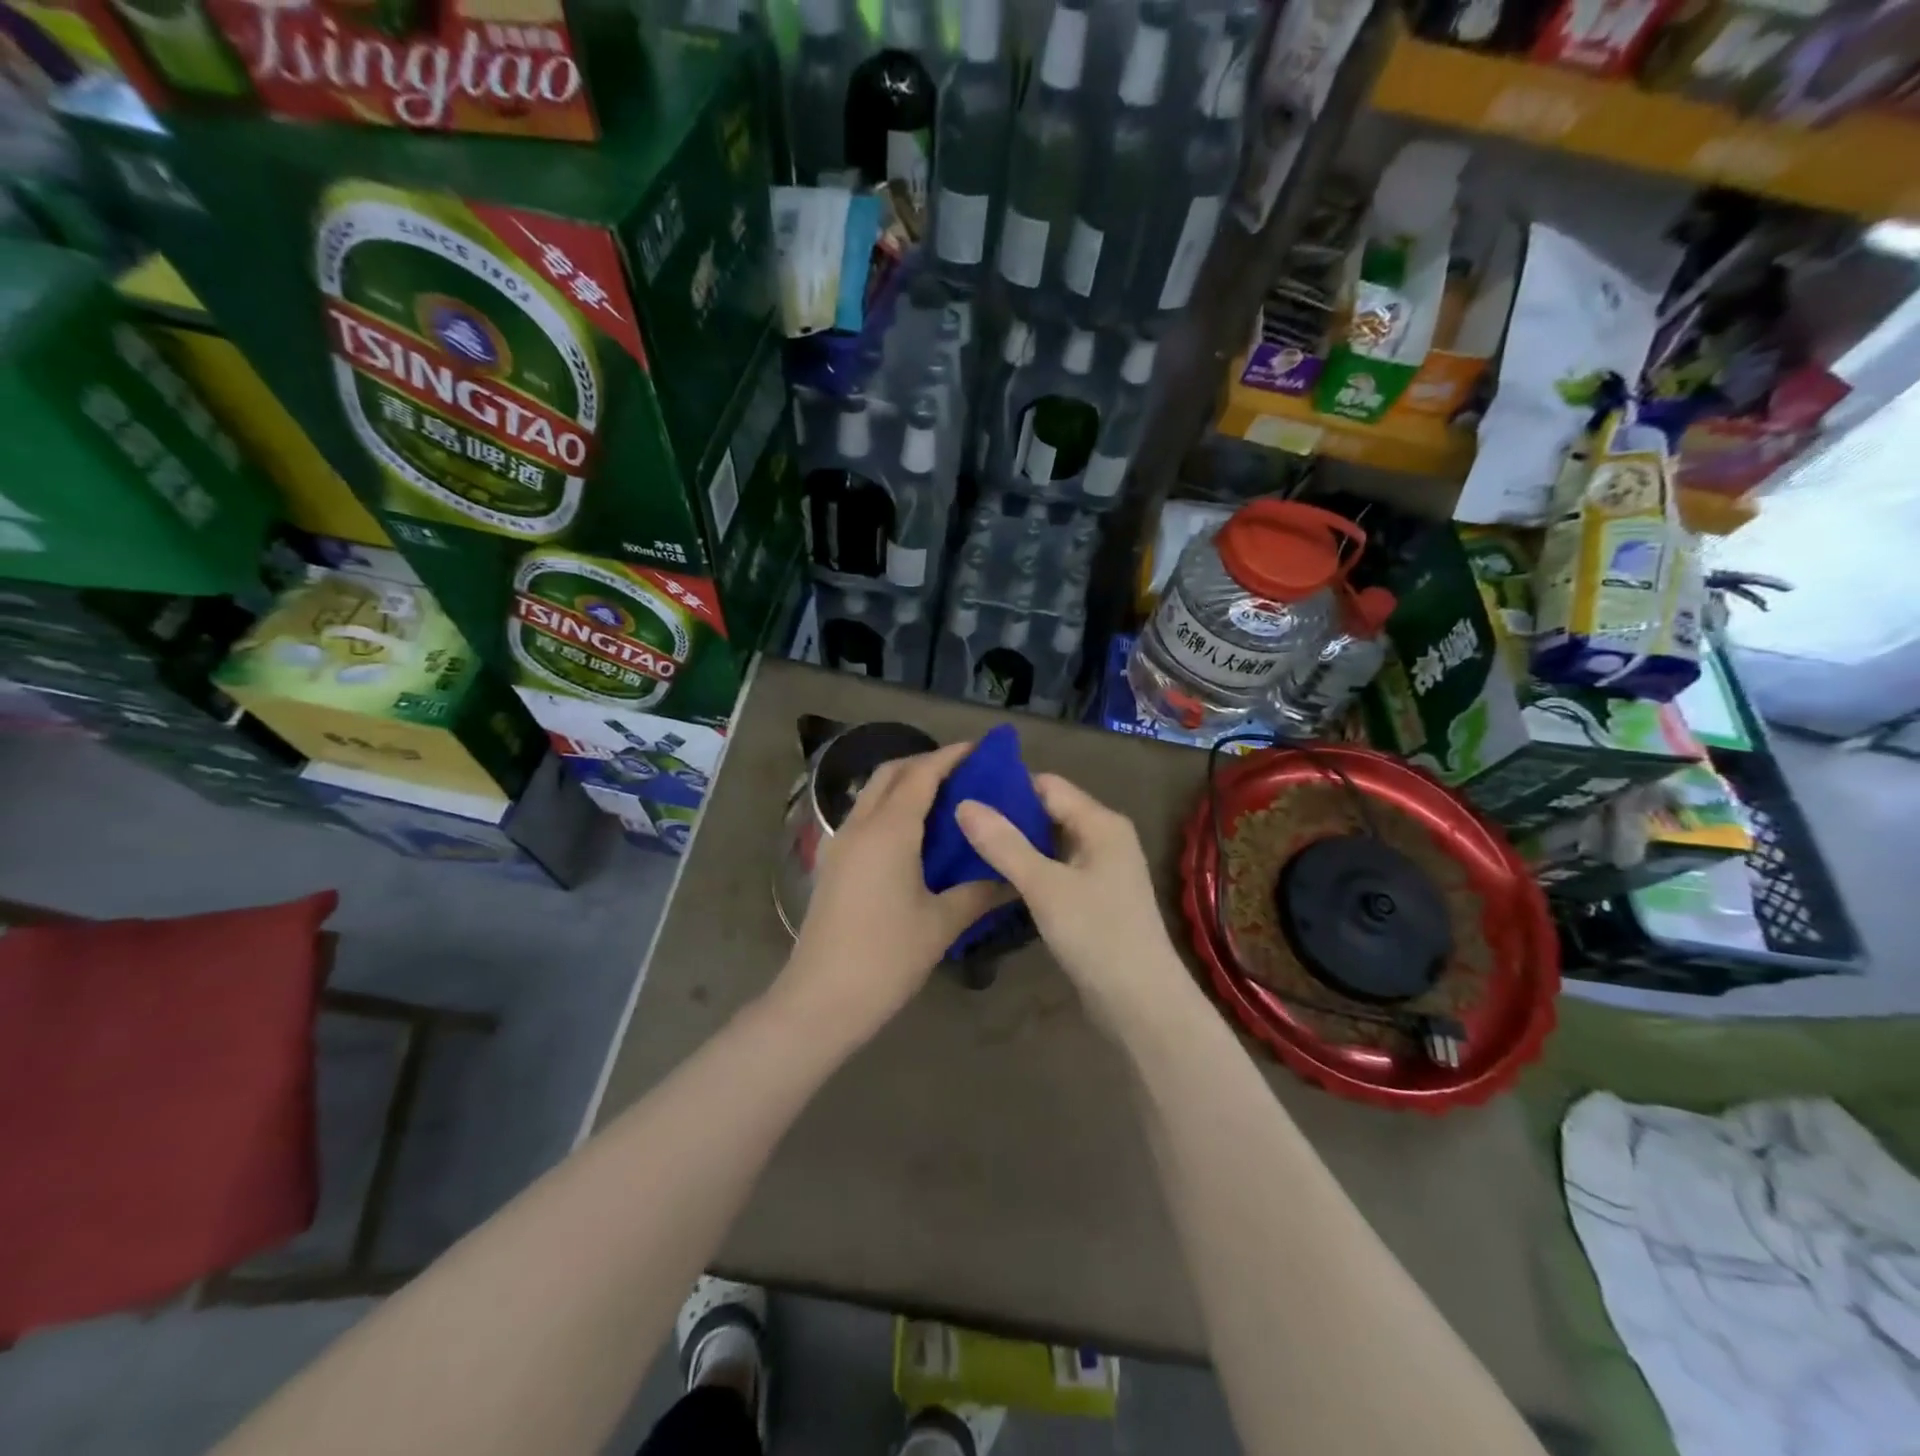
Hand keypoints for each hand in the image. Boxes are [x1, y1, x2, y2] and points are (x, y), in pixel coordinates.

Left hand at [782, 742, 1006, 1044]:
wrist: (821, 999)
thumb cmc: (886, 957)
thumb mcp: (941, 923)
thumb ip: (979, 892)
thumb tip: (1013, 877)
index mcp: (889, 830)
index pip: (921, 774)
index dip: (951, 756)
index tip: (981, 750)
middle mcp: (860, 825)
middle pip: (891, 773)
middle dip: (925, 762)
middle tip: (964, 772)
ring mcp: (840, 844)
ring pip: (873, 794)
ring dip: (905, 784)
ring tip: (944, 799)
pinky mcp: (832, 864)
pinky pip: (864, 818)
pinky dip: (890, 808)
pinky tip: (913, 835)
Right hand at [956, 774, 1188, 1031]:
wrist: (1141, 1003)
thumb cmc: (1097, 934)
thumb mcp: (1045, 886)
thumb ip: (1004, 844)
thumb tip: (964, 804)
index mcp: (1101, 823)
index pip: (1047, 785)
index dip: (1006, 785)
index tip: (962, 788)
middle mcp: (1104, 838)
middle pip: (1048, 812)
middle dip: (1006, 814)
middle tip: (956, 817)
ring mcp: (1100, 870)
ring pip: (1049, 843)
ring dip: (1014, 843)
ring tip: (964, 842)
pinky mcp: (1092, 899)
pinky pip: (1053, 870)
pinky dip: (1027, 869)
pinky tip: (993, 876)